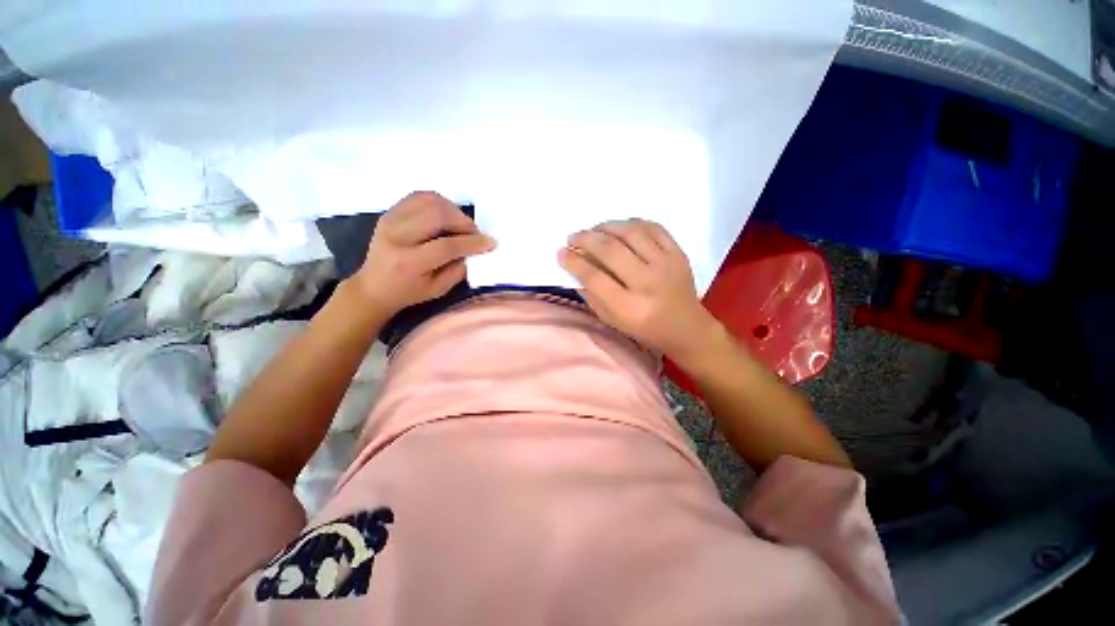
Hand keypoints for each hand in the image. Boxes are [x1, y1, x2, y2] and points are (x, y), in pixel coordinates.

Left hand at [354, 191, 495, 316]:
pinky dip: (439, 203)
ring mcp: (391, 220)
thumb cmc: (408, 292)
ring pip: (429, 200)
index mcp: (409, 262)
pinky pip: (420, 196)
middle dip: (463, 221)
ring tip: (460, 225)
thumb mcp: (438, 289)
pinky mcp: (390, 212)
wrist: (373, 285)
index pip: (446, 246)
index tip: (490, 243)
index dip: (472, 243)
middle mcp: (397, 236)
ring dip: (452, 210)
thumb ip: (458, 269)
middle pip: (436, 214)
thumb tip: (475, 249)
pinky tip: (446, 216)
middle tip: (473, 233)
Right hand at [558, 219, 718, 359]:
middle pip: (611, 250)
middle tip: (573, 237)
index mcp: (629, 307)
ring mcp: (666, 265)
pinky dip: (632, 223)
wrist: (686, 328)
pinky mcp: (678, 254)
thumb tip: (574, 267)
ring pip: (631, 232)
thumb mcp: (612, 320)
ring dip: (607, 226)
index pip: (594, 277)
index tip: (562, 253)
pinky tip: (620, 227)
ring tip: (594, 229)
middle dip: (585, 239)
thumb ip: (592, 295)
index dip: (573, 262)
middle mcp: (647, 283)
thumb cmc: (644, 329)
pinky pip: (653, 227)